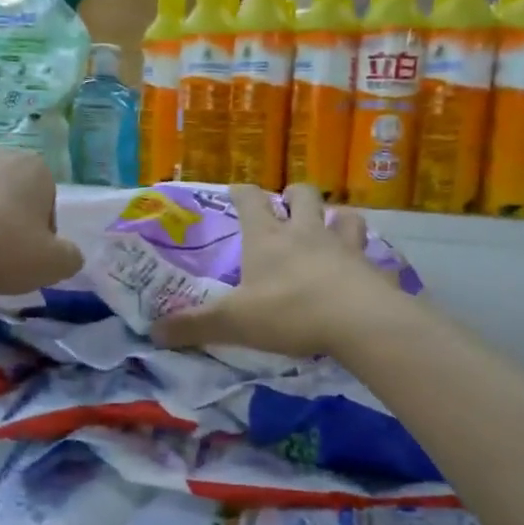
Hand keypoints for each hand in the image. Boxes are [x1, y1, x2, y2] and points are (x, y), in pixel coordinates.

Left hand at [0, 146, 84, 294]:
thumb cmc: (4, 249)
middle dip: (11, 221)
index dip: (42, 235)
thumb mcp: (54, 265)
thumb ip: (71, 257)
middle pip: (14, 195)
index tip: (29, 256)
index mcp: (36, 167)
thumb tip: (68, 254)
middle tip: (2, 255)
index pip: (48, 204)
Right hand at [151, 184, 397, 357]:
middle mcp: (305, 232)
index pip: (251, 200)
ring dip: (334, 217)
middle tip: (286, 208)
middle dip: (293, 195)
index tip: (236, 191)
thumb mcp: (233, 322)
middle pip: (302, 195)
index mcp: (267, 238)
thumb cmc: (289, 311)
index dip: (242, 193)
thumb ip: (194, 326)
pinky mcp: (370, 267)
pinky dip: (360, 253)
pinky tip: (357, 267)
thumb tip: (153, 333)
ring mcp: (342, 246)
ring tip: (328, 229)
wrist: (358, 321)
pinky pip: (367, 250)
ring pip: (342, 215)